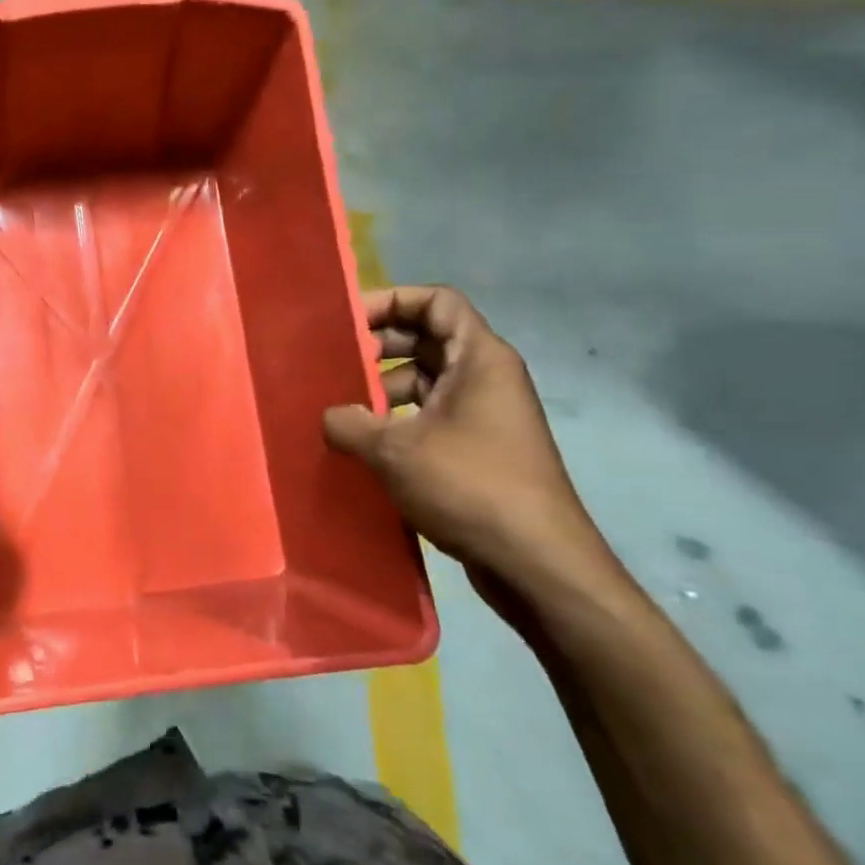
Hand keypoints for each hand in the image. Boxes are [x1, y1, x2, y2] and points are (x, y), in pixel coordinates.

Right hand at [322, 286, 626, 612]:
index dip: (391, 300)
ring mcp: (484, 415)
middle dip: (378, 345)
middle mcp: (485, 377)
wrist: (537, 564)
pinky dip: (396, 419)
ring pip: (425, 380)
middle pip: (426, 338)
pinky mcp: (478, 449)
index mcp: (479, 359)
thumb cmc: (470, 486)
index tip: (347, 322)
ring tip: (339, 407)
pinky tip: (363, 442)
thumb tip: (328, 416)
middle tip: (333, 363)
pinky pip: (430, 415)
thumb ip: (349, 422)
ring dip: (382, 387)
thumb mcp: (395, 449)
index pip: (436, 302)